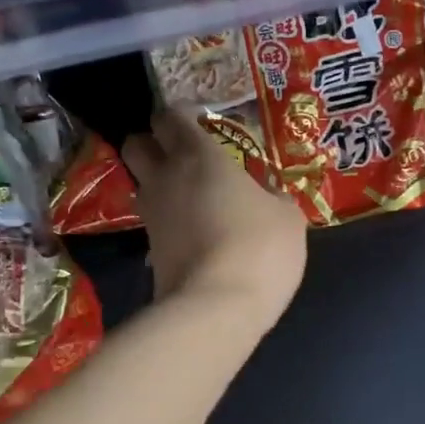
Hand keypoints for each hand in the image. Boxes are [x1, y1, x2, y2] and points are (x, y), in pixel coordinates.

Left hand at [123, 109, 307, 326]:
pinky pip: (154, 221)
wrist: (216, 308)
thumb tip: (266, 195)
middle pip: (136, 143)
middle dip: (153, 143)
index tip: (202, 122)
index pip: (171, 117)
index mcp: (199, 157)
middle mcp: (165, 178)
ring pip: (141, 184)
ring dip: (160, 184)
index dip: (182, 115)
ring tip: (192, 197)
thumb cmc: (259, 248)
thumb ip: (274, 197)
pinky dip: (169, 220)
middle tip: (184, 156)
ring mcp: (151, 217)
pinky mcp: (148, 251)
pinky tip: (196, 233)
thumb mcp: (288, 218)